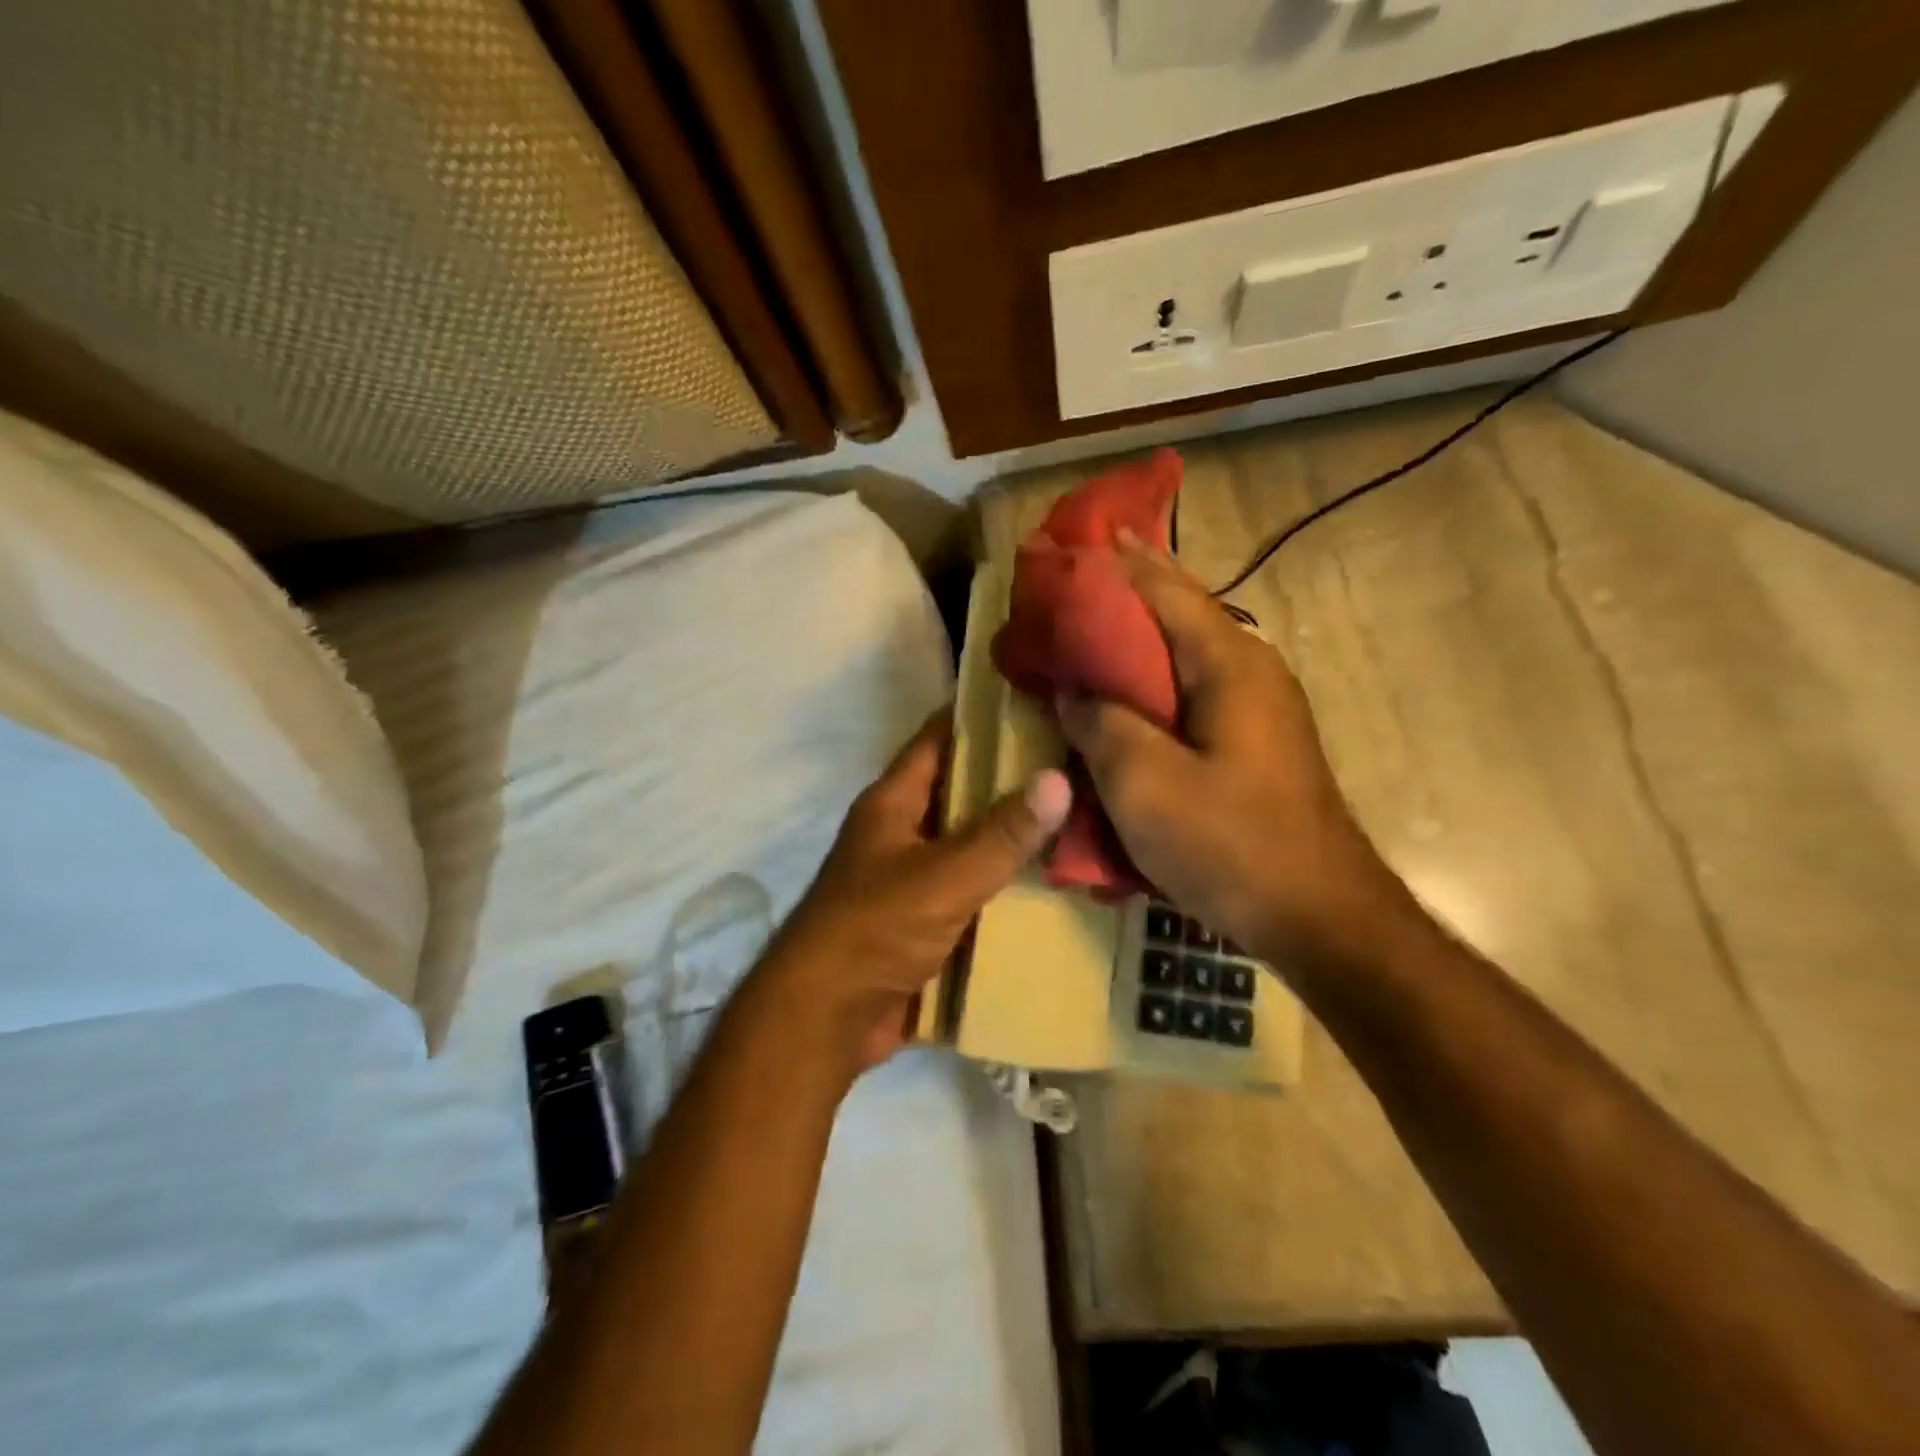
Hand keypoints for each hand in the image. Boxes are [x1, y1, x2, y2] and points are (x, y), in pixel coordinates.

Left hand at [763, 713, 1071, 1070]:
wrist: (825, 1018)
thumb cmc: (874, 929)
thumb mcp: (943, 876)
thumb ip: (1001, 833)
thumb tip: (1059, 778)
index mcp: (893, 802)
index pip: (940, 738)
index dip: (983, 716)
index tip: (1038, 699)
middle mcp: (902, 831)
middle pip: (962, 790)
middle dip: (1013, 777)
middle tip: (1079, 761)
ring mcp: (914, 877)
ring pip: (973, 842)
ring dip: (1015, 835)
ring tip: (1083, 816)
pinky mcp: (926, 920)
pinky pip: (975, 889)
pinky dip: (1008, 884)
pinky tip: (1057, 882)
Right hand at [1056, 534, 1406, 973]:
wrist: (1319, 915)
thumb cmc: (1231, 843)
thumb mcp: (1144, 783)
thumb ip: (1101, 724)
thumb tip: (1075, 690)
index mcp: (1229, 664)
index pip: (1166, 590)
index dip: (1121, 562)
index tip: (1082, 536)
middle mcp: (1250, 672)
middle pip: (1180, 615)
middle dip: (1128, 593)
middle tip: (1075, 581)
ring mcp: (1258, 711)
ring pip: (1185, 657)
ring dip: (1138, 640)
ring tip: (1089, 633)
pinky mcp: (1252, 746)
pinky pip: (1191, 695)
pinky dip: (1152, 684)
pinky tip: (1124, 698)